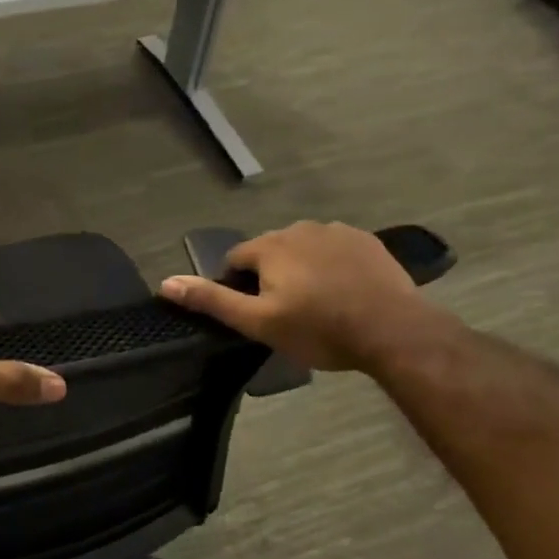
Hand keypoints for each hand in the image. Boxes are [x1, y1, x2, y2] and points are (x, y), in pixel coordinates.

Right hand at [158, 221, 433, 371]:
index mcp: (270, 246)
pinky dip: (330, 266)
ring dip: (300, 269)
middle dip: (269, 277)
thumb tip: (166, 283)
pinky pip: (334, 250)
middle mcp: (299, 228)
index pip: (235, 259)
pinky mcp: (366, 241)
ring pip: (302, 249)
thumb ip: (212, 300)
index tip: (252, 314)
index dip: (236, 286)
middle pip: (269, 252)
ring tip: (315, 305)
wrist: (392, 330)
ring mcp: (336, 231)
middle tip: (285, 314)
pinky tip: (342, 292)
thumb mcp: (258, 322)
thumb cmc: (319, 329)